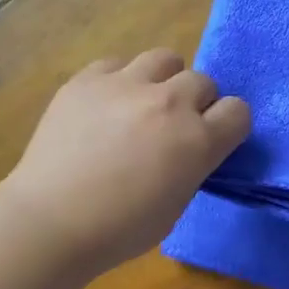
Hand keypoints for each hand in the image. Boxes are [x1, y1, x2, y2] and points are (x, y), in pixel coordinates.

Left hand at [5, 50, 250, 272]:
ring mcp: (126, 85)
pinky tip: (105, 105)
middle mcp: (169, 103)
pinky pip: (117, 64)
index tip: (213, 139)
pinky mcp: (87, 80)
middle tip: (173, 127)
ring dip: (163, 80)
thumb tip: (188, 148)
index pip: (238, 111)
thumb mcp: (176, 204)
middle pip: (202, 81)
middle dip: (196, 102)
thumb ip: (192, 166)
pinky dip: (119, 81)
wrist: (50, 222)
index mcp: (198, 141)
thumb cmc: (119, 230)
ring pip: (164, 58)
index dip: (227, 125)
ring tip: (143, 104)